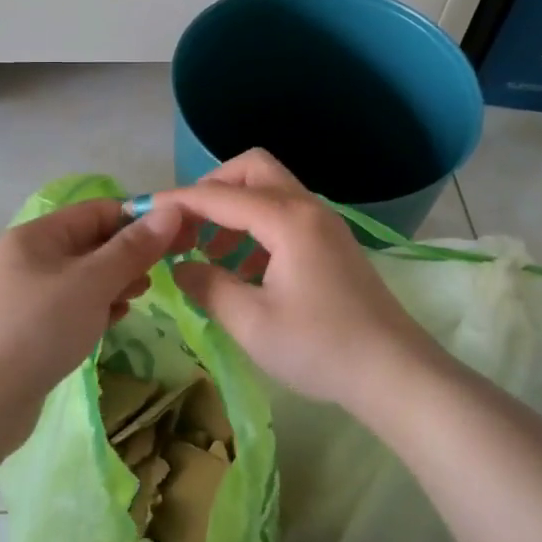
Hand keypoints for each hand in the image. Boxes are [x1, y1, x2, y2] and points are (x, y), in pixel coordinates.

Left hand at [0, 198, 184, 407]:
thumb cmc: (38, 328)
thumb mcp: (92, 283)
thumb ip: (133, 248)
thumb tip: (171, 209)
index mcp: (38, 235)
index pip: (97, 211)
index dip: (138, 219)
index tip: (177, 238)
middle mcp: (29, 258)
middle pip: (90, 243)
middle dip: (128, 254)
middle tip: (161, 273)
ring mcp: (26, 296)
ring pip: (83, 277)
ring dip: (114, 282)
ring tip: (140, 296)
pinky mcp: (28, 330)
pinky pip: (71, 307)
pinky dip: (95, 309)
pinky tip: (113, 322)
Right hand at [158, 150, 445, 410]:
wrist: (396, 373)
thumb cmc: (321, 348)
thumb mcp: (252, 322)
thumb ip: (208, 286)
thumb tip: (181, 267)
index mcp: (287, 219)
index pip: (219, 195)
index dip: (178, 201)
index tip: (145, 212)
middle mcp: (307, 208)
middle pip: (251, 169)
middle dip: (212, 188)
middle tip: (188, 225)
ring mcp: (324, 224)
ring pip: (269, 189)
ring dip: (234, 207)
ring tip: (208, 251)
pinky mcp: (331, 243)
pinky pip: (284, 214)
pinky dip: (255, 226)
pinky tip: (242, 267)